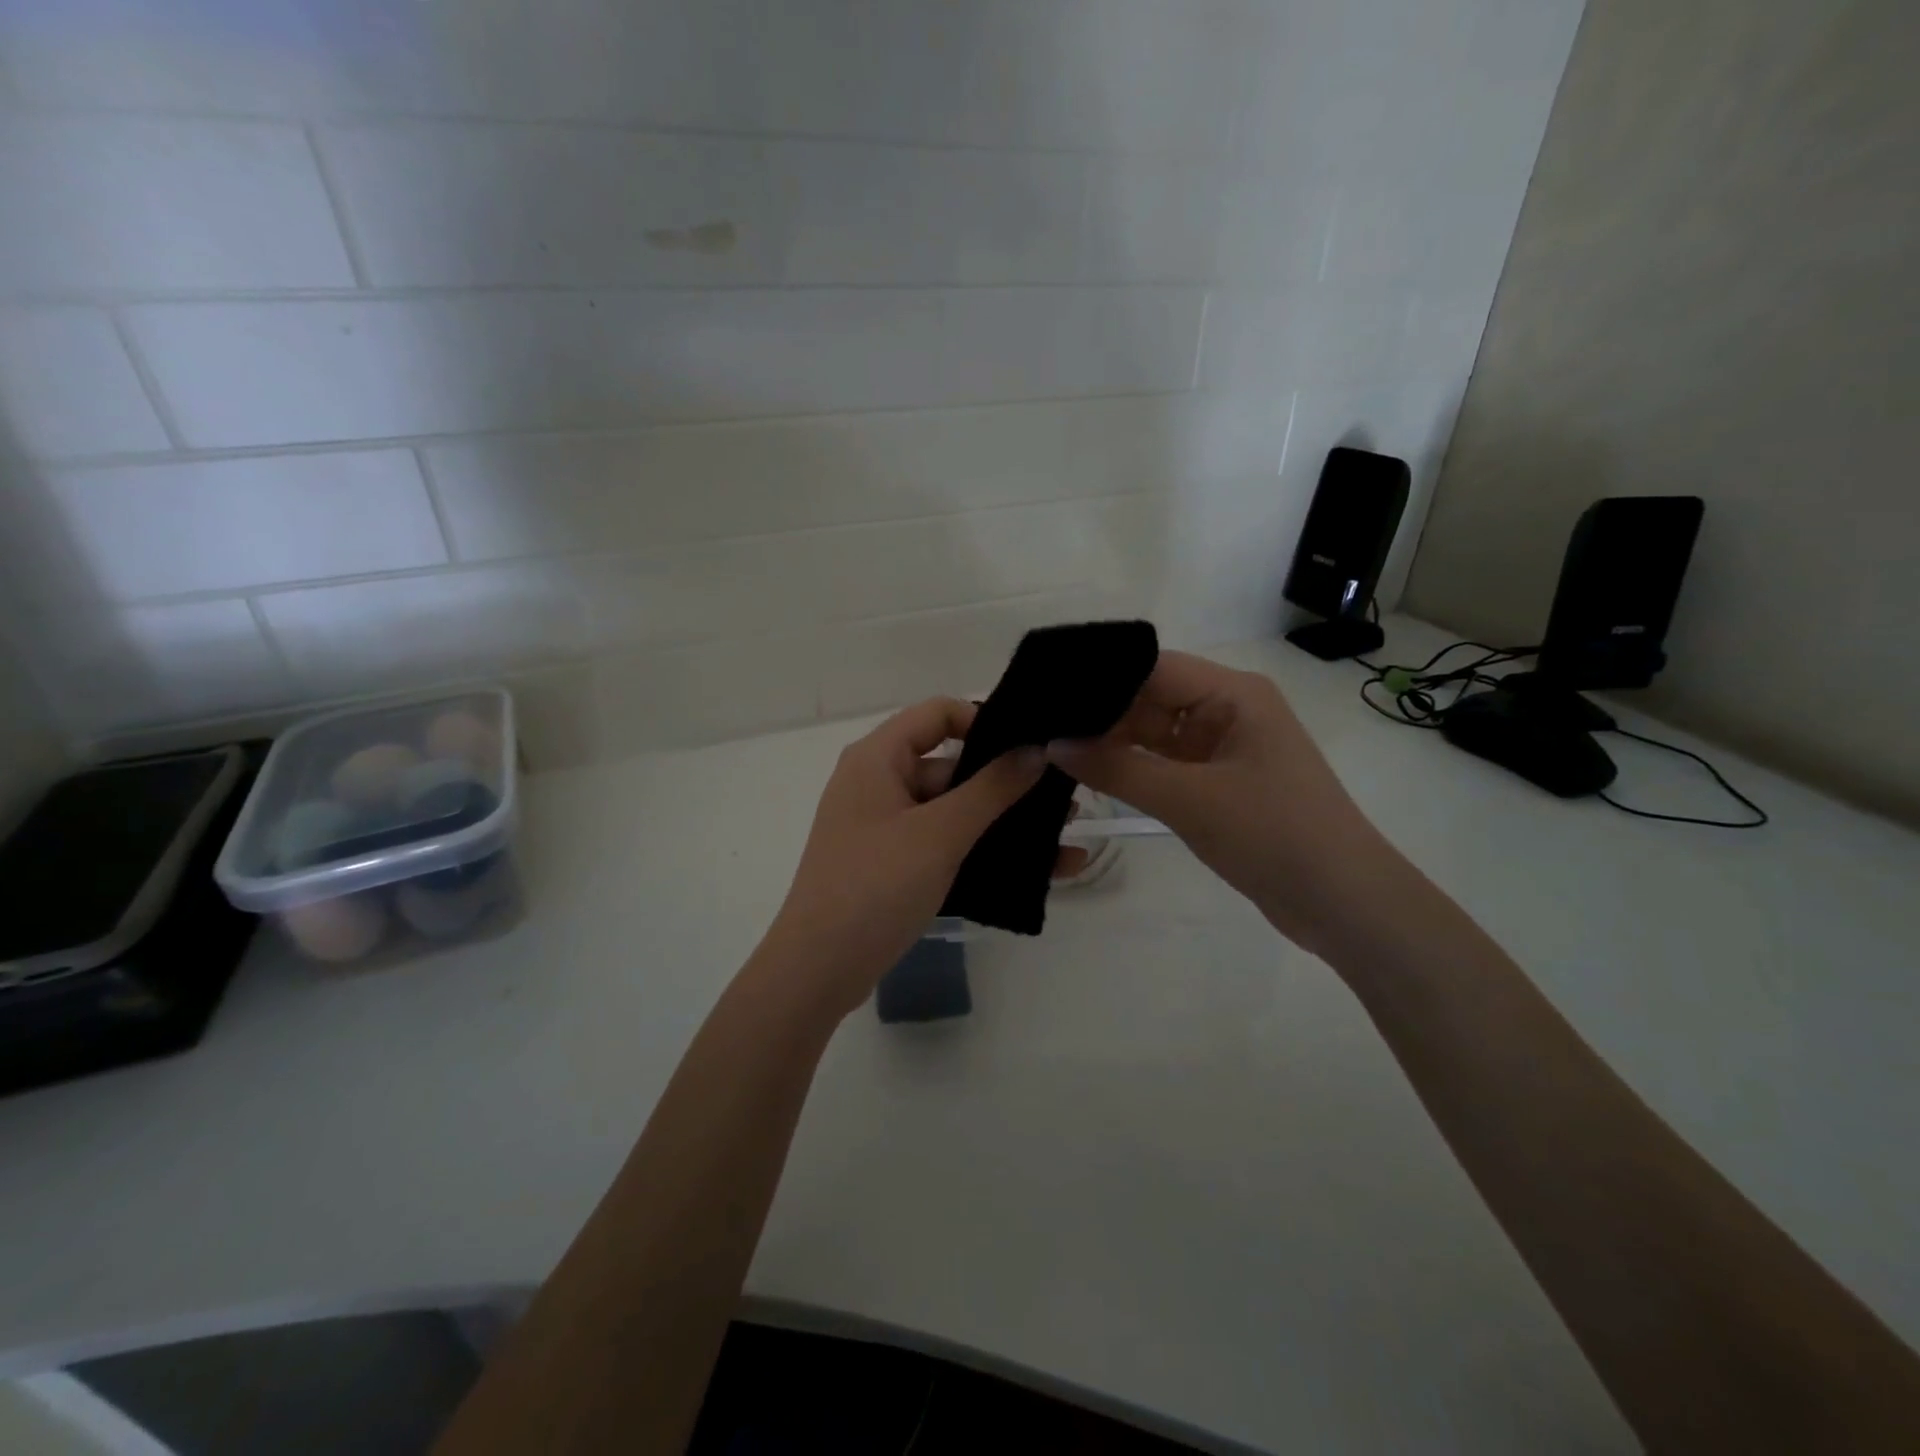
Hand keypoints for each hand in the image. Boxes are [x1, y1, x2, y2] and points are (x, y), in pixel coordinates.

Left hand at [762, 698, 1044, 1016]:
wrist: (818, 971)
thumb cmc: (876, 886)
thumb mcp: (940, 833)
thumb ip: (992, 788)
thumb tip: (1037, 749)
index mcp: (878, 758)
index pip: (938, 713)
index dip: (985, 721)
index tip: (1032, 744)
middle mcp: (878, 783)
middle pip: (950, 765)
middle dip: (1006, 783)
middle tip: (1064, 800)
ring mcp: (884, 827)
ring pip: (952, 811)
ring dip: (1002, 824)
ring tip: (1064, 840)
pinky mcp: (892, 865)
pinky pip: (944, 845)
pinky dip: (982, 853)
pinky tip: (1034, 874)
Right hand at [1047, 651, 1396, 955]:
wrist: (1343, 903)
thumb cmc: (1273, 834)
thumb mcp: (1189, 799)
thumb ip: (1118, 769)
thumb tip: (1053, 744)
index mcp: (1234, 694)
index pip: (1153, 668)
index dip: (1101, 679)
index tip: (1047, 694)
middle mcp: (1229, 711)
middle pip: (1151, 700)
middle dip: (1102, 716)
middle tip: (1041, 728)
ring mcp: (1224, 749)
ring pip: (1155, 736)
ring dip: (1114, 746)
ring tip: (1054, 751)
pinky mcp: (1220, 784)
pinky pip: (1166, 767)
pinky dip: (1134, 772)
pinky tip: (1091, 776)